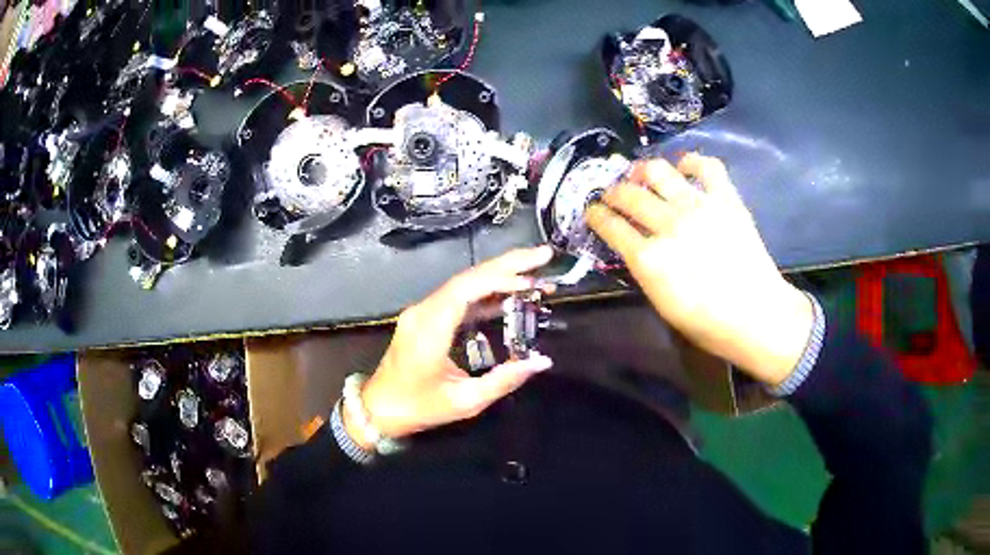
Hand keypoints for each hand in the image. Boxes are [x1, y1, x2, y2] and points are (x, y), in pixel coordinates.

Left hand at [347, 247, 554, 448]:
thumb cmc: (419, 408)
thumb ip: (504, 380)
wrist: (378, 410)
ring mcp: (422, 312)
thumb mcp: (465, 402)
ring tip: (534, 275)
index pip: (467, 288)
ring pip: (463, 284)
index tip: (534, 272)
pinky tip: (508, 296)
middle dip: (508, 264)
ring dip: (498, 276)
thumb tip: (541, 361)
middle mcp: (424, 311)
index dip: (501, 276)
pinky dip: (485, 293)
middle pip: (468, 277)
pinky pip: (457, 298)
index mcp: (430, 329)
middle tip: (543, 256)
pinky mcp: (425, 318)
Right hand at [585, 153, 813, 386]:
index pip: (609, 225)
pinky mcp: (725, 199)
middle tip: (613, 195)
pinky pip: (706, 166)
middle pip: (628, 194)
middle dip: (612, 192)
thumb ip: (644, 268)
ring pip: (657, 171)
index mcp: (648, 258)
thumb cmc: (707, 323)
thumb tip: (634, 244)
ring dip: (642, 170)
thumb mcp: (662, 303)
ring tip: (641, 176)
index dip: (595, 215)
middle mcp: (668, 225)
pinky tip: (684, 169)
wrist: (757, 316)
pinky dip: (691, 162)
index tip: (592, 211)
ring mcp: (698, 207)